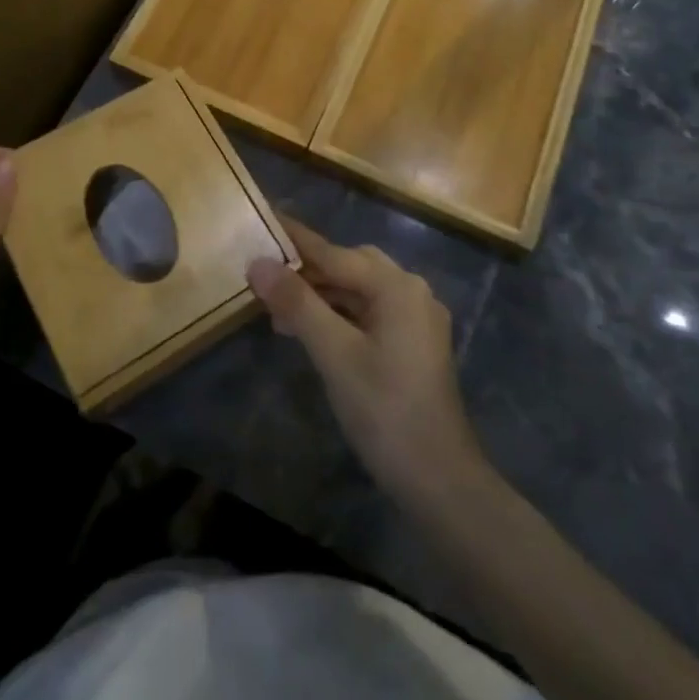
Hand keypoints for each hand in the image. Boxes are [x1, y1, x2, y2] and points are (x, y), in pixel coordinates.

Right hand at [248, 218, 485, 504]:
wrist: (441, 482)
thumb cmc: (385, 411)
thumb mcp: (334, 354)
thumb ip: (297, 303)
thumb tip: (258, 262)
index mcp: (397, 286)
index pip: (335, 253)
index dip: (297, 239)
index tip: (266, 217)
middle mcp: (412, 292)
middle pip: (351, 266)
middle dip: (309, 270)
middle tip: (268, 276)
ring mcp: (418, 320)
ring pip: (360, 291)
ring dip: (323, 296)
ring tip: (280, 310)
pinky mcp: (416, 346)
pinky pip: (371, 313)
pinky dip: (341, 315)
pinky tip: (314, 331)